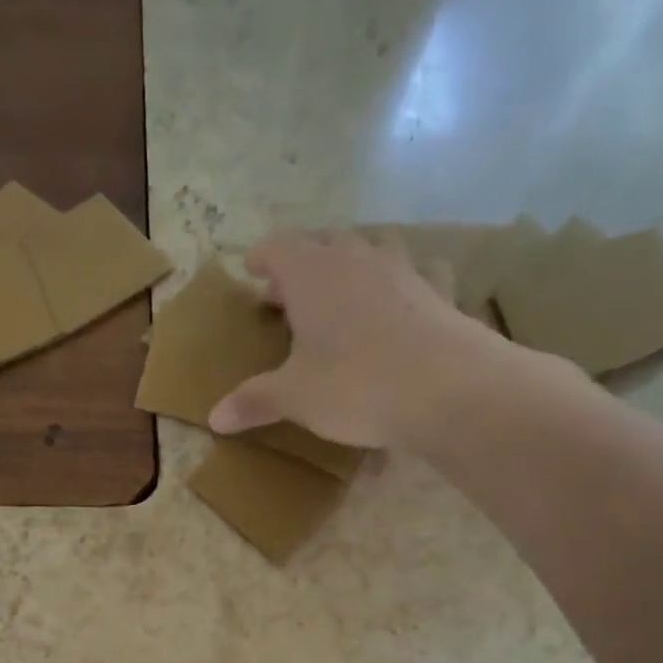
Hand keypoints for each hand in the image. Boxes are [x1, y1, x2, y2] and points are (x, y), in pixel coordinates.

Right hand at [209, 230, 518, 449]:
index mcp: (312, 273)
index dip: (262, 256)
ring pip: (371, 249)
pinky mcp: (439, 293)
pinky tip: (405, 303)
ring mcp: (403, 271)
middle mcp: (356, 258)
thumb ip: (254, 401)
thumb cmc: (355, 385)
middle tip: (290, 293)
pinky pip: (418, 275)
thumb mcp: (294, 397)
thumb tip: (214, 419)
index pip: (279, 246)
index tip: (252, 270)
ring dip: (352, 265)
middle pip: (324, 242)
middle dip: (303, 262)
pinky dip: (404, 284)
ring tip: (342, 293)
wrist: (447, 388)